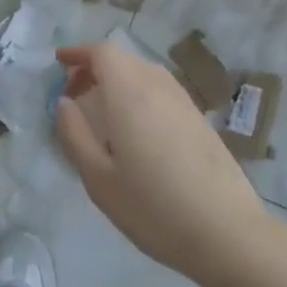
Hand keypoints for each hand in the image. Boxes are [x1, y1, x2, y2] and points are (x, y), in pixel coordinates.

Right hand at [54, 42, 273, 283]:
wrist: (227, 233)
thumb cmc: (153, 208)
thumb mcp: (99, 179)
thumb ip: (75, 135)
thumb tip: (63, 102)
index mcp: (130, 95)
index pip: (104, 52)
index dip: (79, 53)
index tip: (59, 65)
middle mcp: (159, 88)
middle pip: (124, 59)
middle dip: (95, 67)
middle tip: (74, 94)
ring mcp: (184, 102)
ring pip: (145, 73)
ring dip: (119, 80)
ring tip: (102, 111)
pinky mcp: (200, 120)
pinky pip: (162, 90)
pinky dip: (139, 93)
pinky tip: (135, 128)